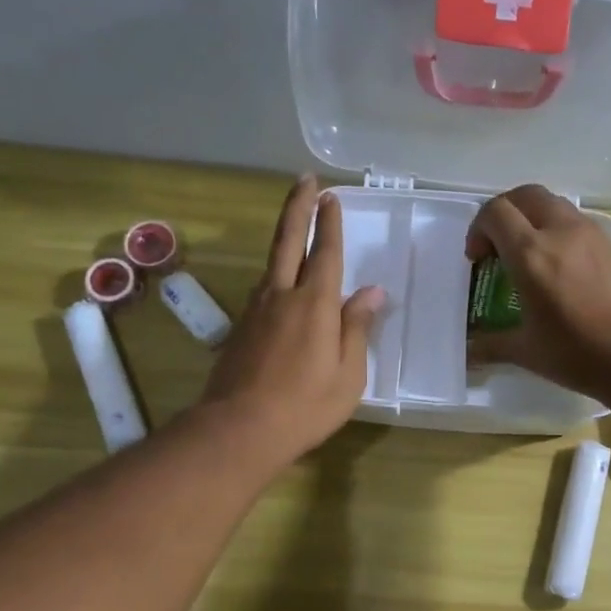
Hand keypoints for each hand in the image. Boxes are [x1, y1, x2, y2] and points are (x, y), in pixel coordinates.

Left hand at [199, 176, 385, 460]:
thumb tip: (371, 292)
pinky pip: (263, 290)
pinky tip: (282, 284)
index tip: (331, 196)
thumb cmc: (306, 406)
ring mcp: (255, 310)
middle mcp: (281, 295)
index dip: (329, 223)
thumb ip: (357, 328)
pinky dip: (277, 274)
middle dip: (298, 208)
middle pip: (288, 240)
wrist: (239, 429)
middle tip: (305, 182)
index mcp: (314, 303)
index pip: (325, 252)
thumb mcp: (348, 373)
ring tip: (297, 226)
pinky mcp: (240, 328)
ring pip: (272, 263)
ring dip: (285, 237)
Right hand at [464, 185, 610, 396]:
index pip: (495, 213)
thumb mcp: (527, 351)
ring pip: (552, 203)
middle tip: (498, 246)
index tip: (477, 259)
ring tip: (528, 253)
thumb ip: (490, 345)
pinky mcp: (609, 244)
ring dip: (531, 217)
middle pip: (524, 195)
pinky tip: (557, 265)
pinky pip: (574, 220)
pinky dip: (556, 228)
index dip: (478, 229)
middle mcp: (559, 232)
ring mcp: (588, 234)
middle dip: (504, 213)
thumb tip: (469, 352)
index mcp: (531, 254)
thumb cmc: (577, 354)